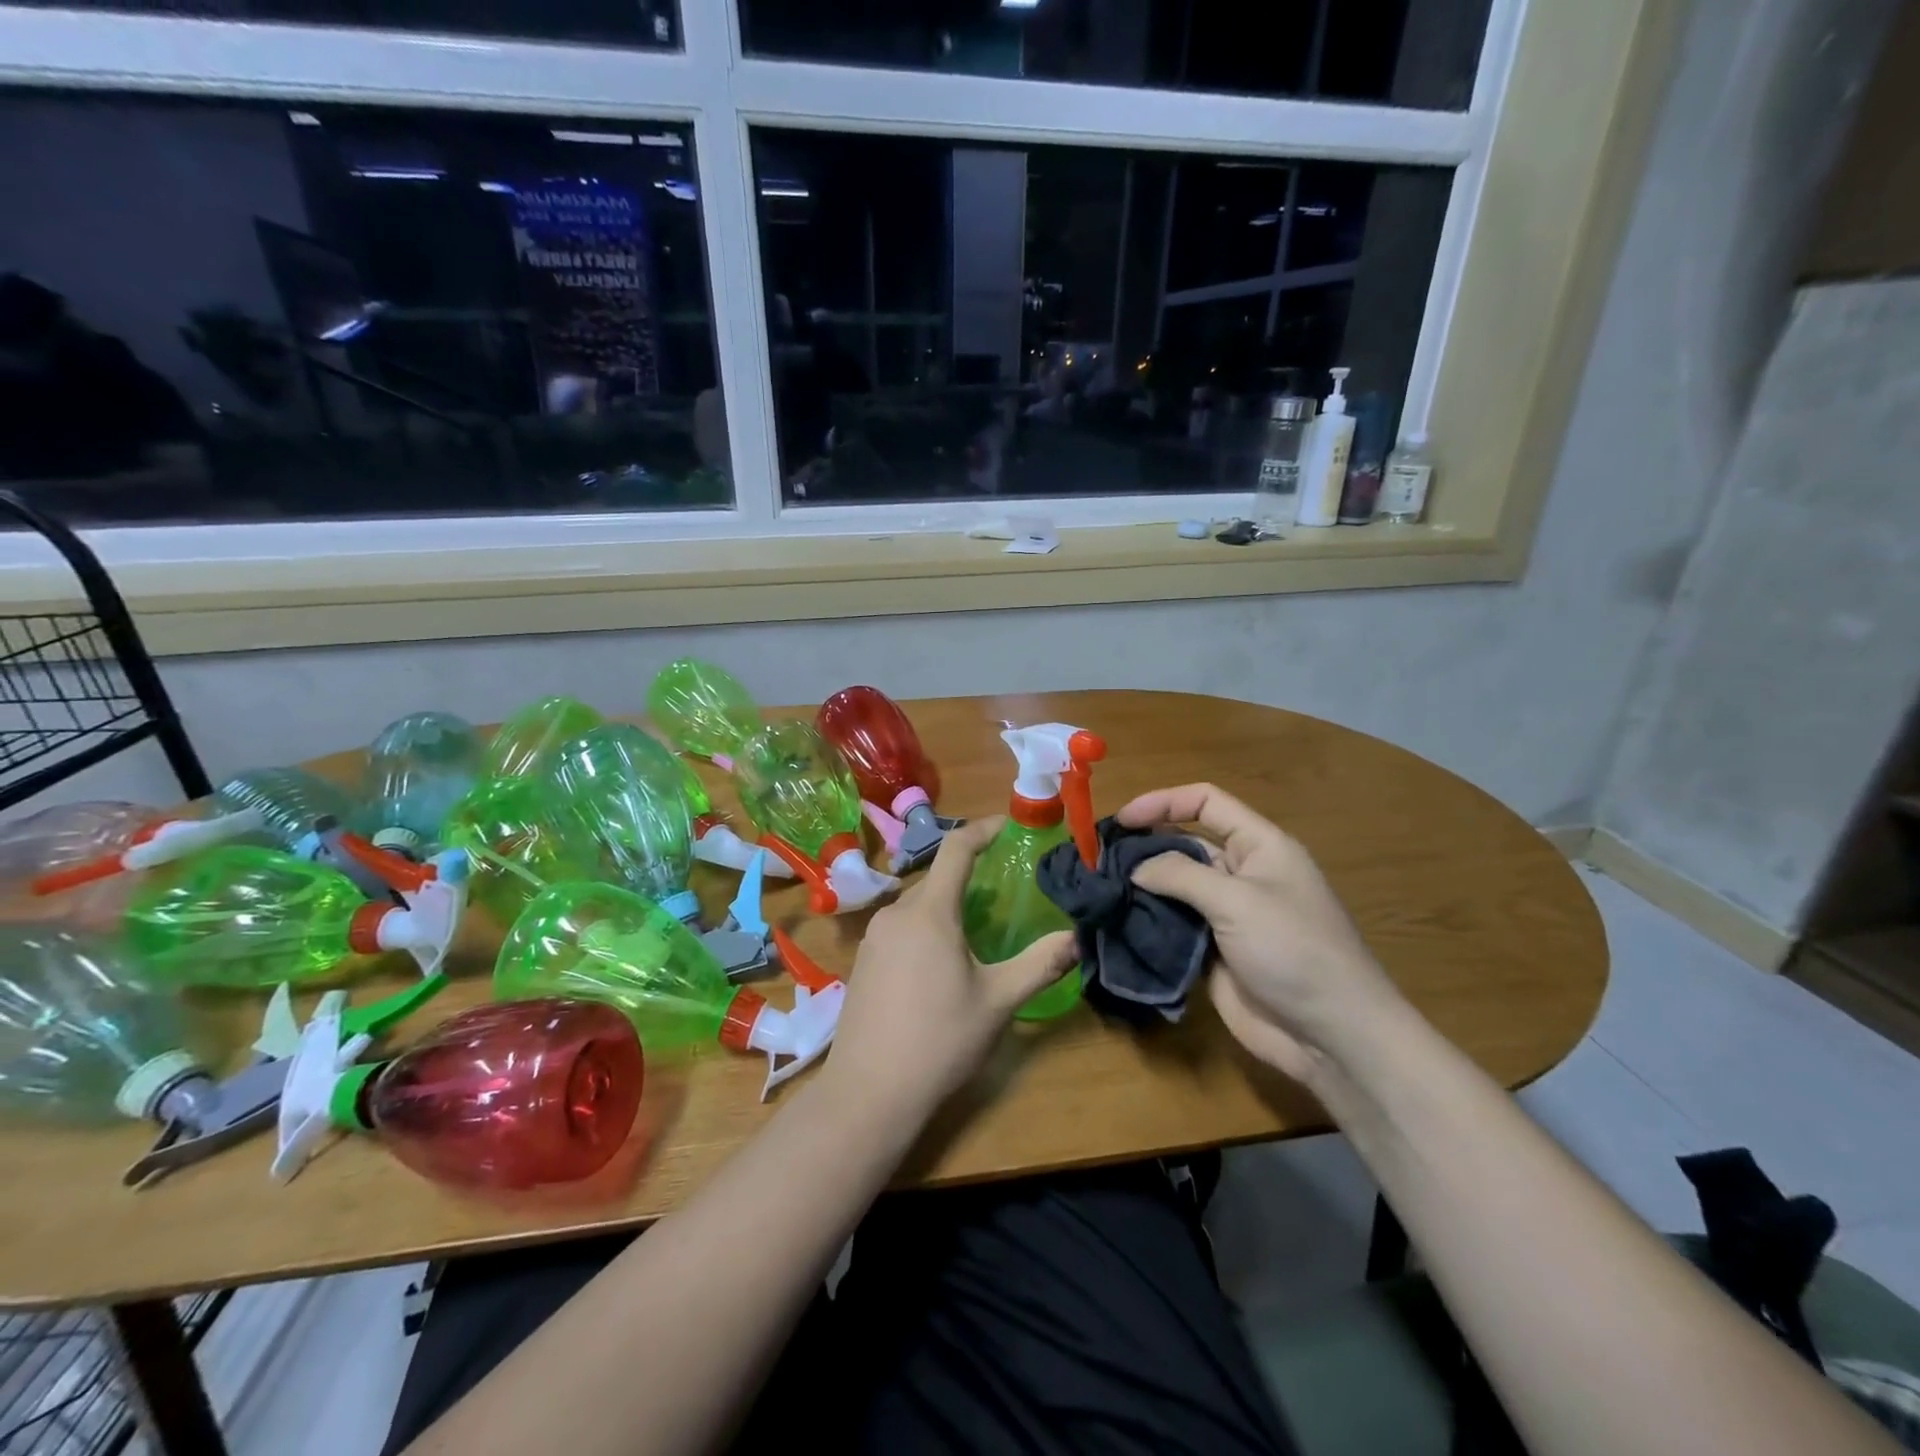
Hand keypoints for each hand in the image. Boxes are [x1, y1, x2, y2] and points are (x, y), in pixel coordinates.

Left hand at [828, 817, 1075, 1119]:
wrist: (868, 1093)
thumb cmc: (939, 1040)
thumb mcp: (998, 1002)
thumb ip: (1039, 964)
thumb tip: (1077, 938)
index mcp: (929, 912)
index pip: (957, 849)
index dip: (984, 829)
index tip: (1009, 826)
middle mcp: (895, 914)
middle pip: (937, 879)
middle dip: (970, 878)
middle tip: (1004, 894)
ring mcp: (873, 938)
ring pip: (917, 906)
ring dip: (947, 907)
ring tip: (977, 932)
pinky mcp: (862, 962)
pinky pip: (900, 929)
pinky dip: (925, 929)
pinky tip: (940, 966)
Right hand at [1117, 783, 1407, 1084]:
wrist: (1331, 1036)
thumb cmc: (1293, 951)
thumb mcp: (1238, 901)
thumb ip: (1181, 875)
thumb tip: (1135, 868)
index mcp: (1259, 846)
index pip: (1205, 803)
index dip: (1163, 802)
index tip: (1121, 821)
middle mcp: (1241, 873)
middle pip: (1184, 843)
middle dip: (1144, 845)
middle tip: (1098, 858)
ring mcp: (1227, 914)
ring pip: (1175, 886)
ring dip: (1141, 886)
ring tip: (1099, 889)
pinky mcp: (1213, 950)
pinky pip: (1173, 925)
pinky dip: (1147, 921)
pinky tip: (1116, 923)